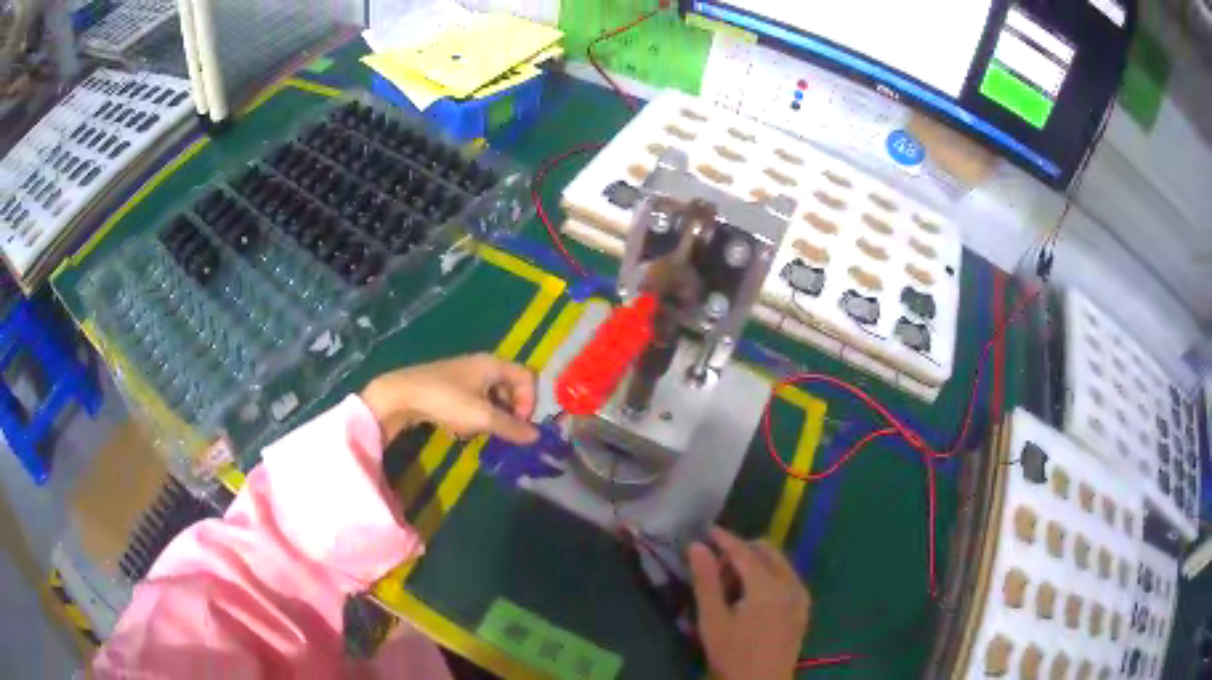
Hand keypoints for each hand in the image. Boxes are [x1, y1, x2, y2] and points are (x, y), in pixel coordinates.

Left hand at [360, 353, 538, 443]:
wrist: (401, 395)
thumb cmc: (446, 400)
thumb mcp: (482, 417)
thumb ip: (511, 427)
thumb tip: (537, 436)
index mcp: (494, 365)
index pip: (527, 378)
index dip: (530, 401)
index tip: (520, 423)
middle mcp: (482, 365)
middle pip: (511, 387)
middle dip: (512, 411)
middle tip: (504, 431)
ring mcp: (464, 375)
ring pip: (492, 396)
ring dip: (493, 416)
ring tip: (482, 432)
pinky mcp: (450, 386)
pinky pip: (474, 400)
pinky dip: (476, 415)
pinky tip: (463, 428)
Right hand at [688, 527, 810, 679]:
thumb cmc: (733, 655)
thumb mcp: (712, 620)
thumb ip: (706, 581)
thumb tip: (698, 546)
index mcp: (768, 587)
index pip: (745, 552)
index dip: (726, 539)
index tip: (708, 530)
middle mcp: (790, 584)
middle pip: (767, 552)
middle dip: (742, 552)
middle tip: (718, 569)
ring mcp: (801, 596)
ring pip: (779, 564)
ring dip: (756, 564)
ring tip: (732, 586)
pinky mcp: (804, 608)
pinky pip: (788, 578)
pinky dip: (770, 576)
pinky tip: (753, 597)